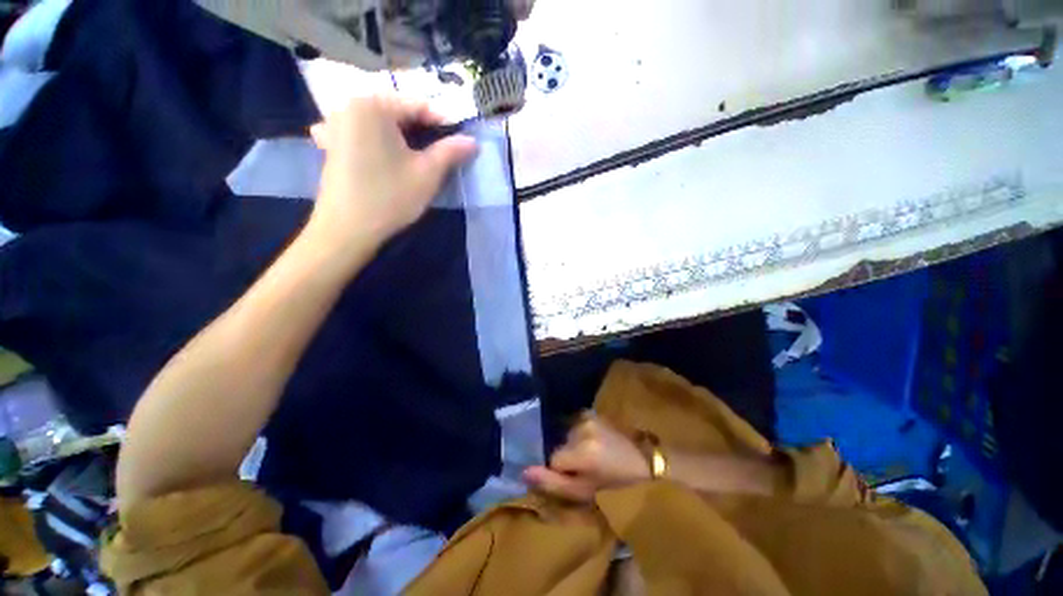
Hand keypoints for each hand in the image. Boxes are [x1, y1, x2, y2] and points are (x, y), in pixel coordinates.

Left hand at [305, 96, 476, 261]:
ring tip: (419, 154)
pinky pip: (363, 134)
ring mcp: (335, 124)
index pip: (418, 106)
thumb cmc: (390, 198)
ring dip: (403, 137)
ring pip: (382, 124)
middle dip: (423, 131)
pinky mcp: (330, 144)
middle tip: (444, 151)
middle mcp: (349, 106)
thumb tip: (472, 141)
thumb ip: (451, 152)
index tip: (462, 141)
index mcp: (373, 105)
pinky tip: (384, 153)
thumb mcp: (427, 174)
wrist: (347, 230)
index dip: (444, 123)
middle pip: (398, 113)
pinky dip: (379, 141)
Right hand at [523, 415, 650, 502]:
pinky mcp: (591, 412)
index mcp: (582, 451)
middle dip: (566, 456)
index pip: (553, 459)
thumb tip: (523, 472)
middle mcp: (582, 428)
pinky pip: (573, 424)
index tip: (576, 477)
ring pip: (565, 434)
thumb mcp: (584, 491)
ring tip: (590, 455)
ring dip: (572, 445)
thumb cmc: (615, 483)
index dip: (562, 471)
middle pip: (558, 444)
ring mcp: (587, 417)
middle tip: (585, 468)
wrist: (642, 461)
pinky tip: (591, 442)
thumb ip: (553, 482)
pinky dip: (577, 434)